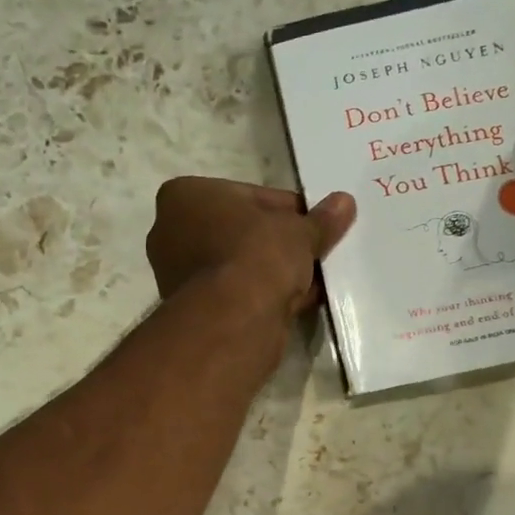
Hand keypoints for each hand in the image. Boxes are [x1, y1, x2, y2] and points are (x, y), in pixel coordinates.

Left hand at [146, 178, 355, 313]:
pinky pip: (236, 294)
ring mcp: (178, 276)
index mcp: (183, 197)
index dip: (285, 209)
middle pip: (238, 233)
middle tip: (313, 250)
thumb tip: (344, 203)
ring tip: (313, 277)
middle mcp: (170, 234)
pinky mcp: (194, 311)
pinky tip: (298, 300)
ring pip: (238, 266)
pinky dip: (264, 295)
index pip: (245, 196)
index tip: (312, 222)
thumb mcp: (298, 230)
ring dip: (272, 271)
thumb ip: (320, 220)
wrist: (234, 318)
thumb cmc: (256, 253)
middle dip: (276, 242)